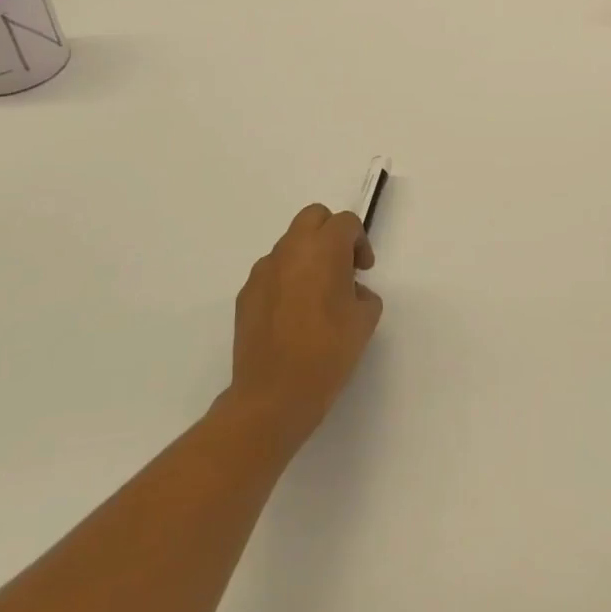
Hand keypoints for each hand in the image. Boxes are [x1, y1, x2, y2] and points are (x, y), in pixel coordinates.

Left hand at [228, 204, 382, 448]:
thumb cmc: (328, 353)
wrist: (274, 394)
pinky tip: (293, 315)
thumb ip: (364, 294)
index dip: (360, 242)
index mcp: (323, 250)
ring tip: (316, 295)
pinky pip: (271, 272)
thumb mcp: (365, 321)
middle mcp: (290, 250)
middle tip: (342, 267)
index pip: (345, 222)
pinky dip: (286, 279)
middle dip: (331, 233)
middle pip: (313, 217)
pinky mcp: (245, 294)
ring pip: (290, 244)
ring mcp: (263, 271)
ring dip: (307, 256)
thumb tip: (351, 291)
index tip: (364, 270)